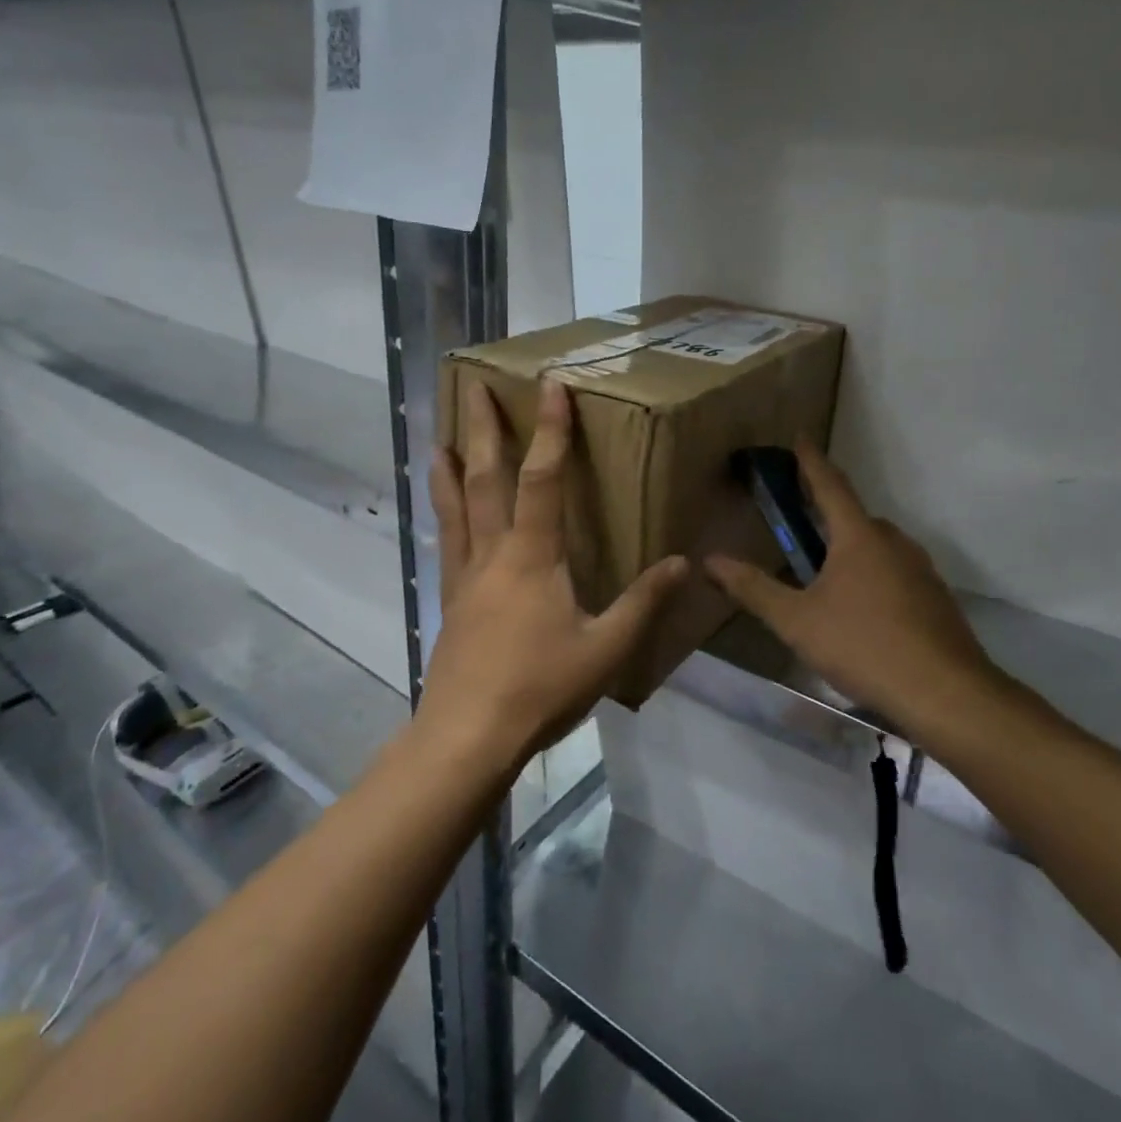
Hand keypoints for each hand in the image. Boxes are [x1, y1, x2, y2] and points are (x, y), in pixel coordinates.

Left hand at [420, 377, 688, 769]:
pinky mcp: (450, 601)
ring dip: (449, 467)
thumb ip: (644, 603)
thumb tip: (683, 562)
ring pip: (455, 507)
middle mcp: (493, 553)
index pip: (544, 478)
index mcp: (534, 556)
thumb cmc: (540, 688)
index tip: (550, 386)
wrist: (468, 735)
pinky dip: (442, 515)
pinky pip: (446, 543)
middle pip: (485, 478)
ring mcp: (465, 576)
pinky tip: (441, 513)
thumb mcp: (606, 649)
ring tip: (437, 436)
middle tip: (472, 386)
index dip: (550, 430)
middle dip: (482, 429)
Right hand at [704, 441, 1010, 737]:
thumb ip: (752, 588)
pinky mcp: (935, 599)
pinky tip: (860, 611)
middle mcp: (894, 543)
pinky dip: (872, 577)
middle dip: (828, 515)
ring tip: (824, 575)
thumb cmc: (863, 645)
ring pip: (877, 548)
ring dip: (850, 550)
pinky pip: (895, 574)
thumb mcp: (796, 620)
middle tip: (800, 525)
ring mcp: (921, 571)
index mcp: (859, 537)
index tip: (800, 437)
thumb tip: (709, 561)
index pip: (830, 485)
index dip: (810, 461)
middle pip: (855, 518)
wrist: (945, 694)